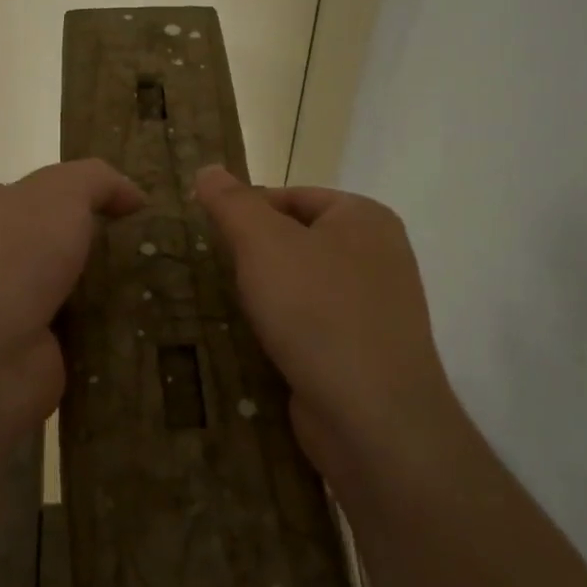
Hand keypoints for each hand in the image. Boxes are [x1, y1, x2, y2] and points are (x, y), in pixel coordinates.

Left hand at [0, 159, 145, 429]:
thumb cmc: (13, 258)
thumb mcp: (60, 192)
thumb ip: (98, 180)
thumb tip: (133, 197)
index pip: (41, 194)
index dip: (88, 196)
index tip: (137, 209)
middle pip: (61, 243)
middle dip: (105, 246)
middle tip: (159, 249)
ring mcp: (10, 310)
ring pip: (76, 289)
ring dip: (114, 291)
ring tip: (167, 287)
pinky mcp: (33, 354)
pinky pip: (84, 333)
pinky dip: (112, 331)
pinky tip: (149, 327)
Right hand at [194, 166, 454, 483]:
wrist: (373, 417)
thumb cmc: (318, 311)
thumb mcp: (264, 243)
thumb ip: (232, 203)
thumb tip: (208, 169)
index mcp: (364, 217)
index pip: (292, 195)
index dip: (246, 209)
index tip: (208, 234)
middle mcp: (378, 255)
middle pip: (297, 239)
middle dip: (254, 254)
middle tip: (212, 270)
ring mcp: (376, 307)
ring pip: (303, 285)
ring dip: (265, 294)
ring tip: (225, 305)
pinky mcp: (364, 351)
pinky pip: (313, 324)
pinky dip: (284, 328)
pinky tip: (255, 340)